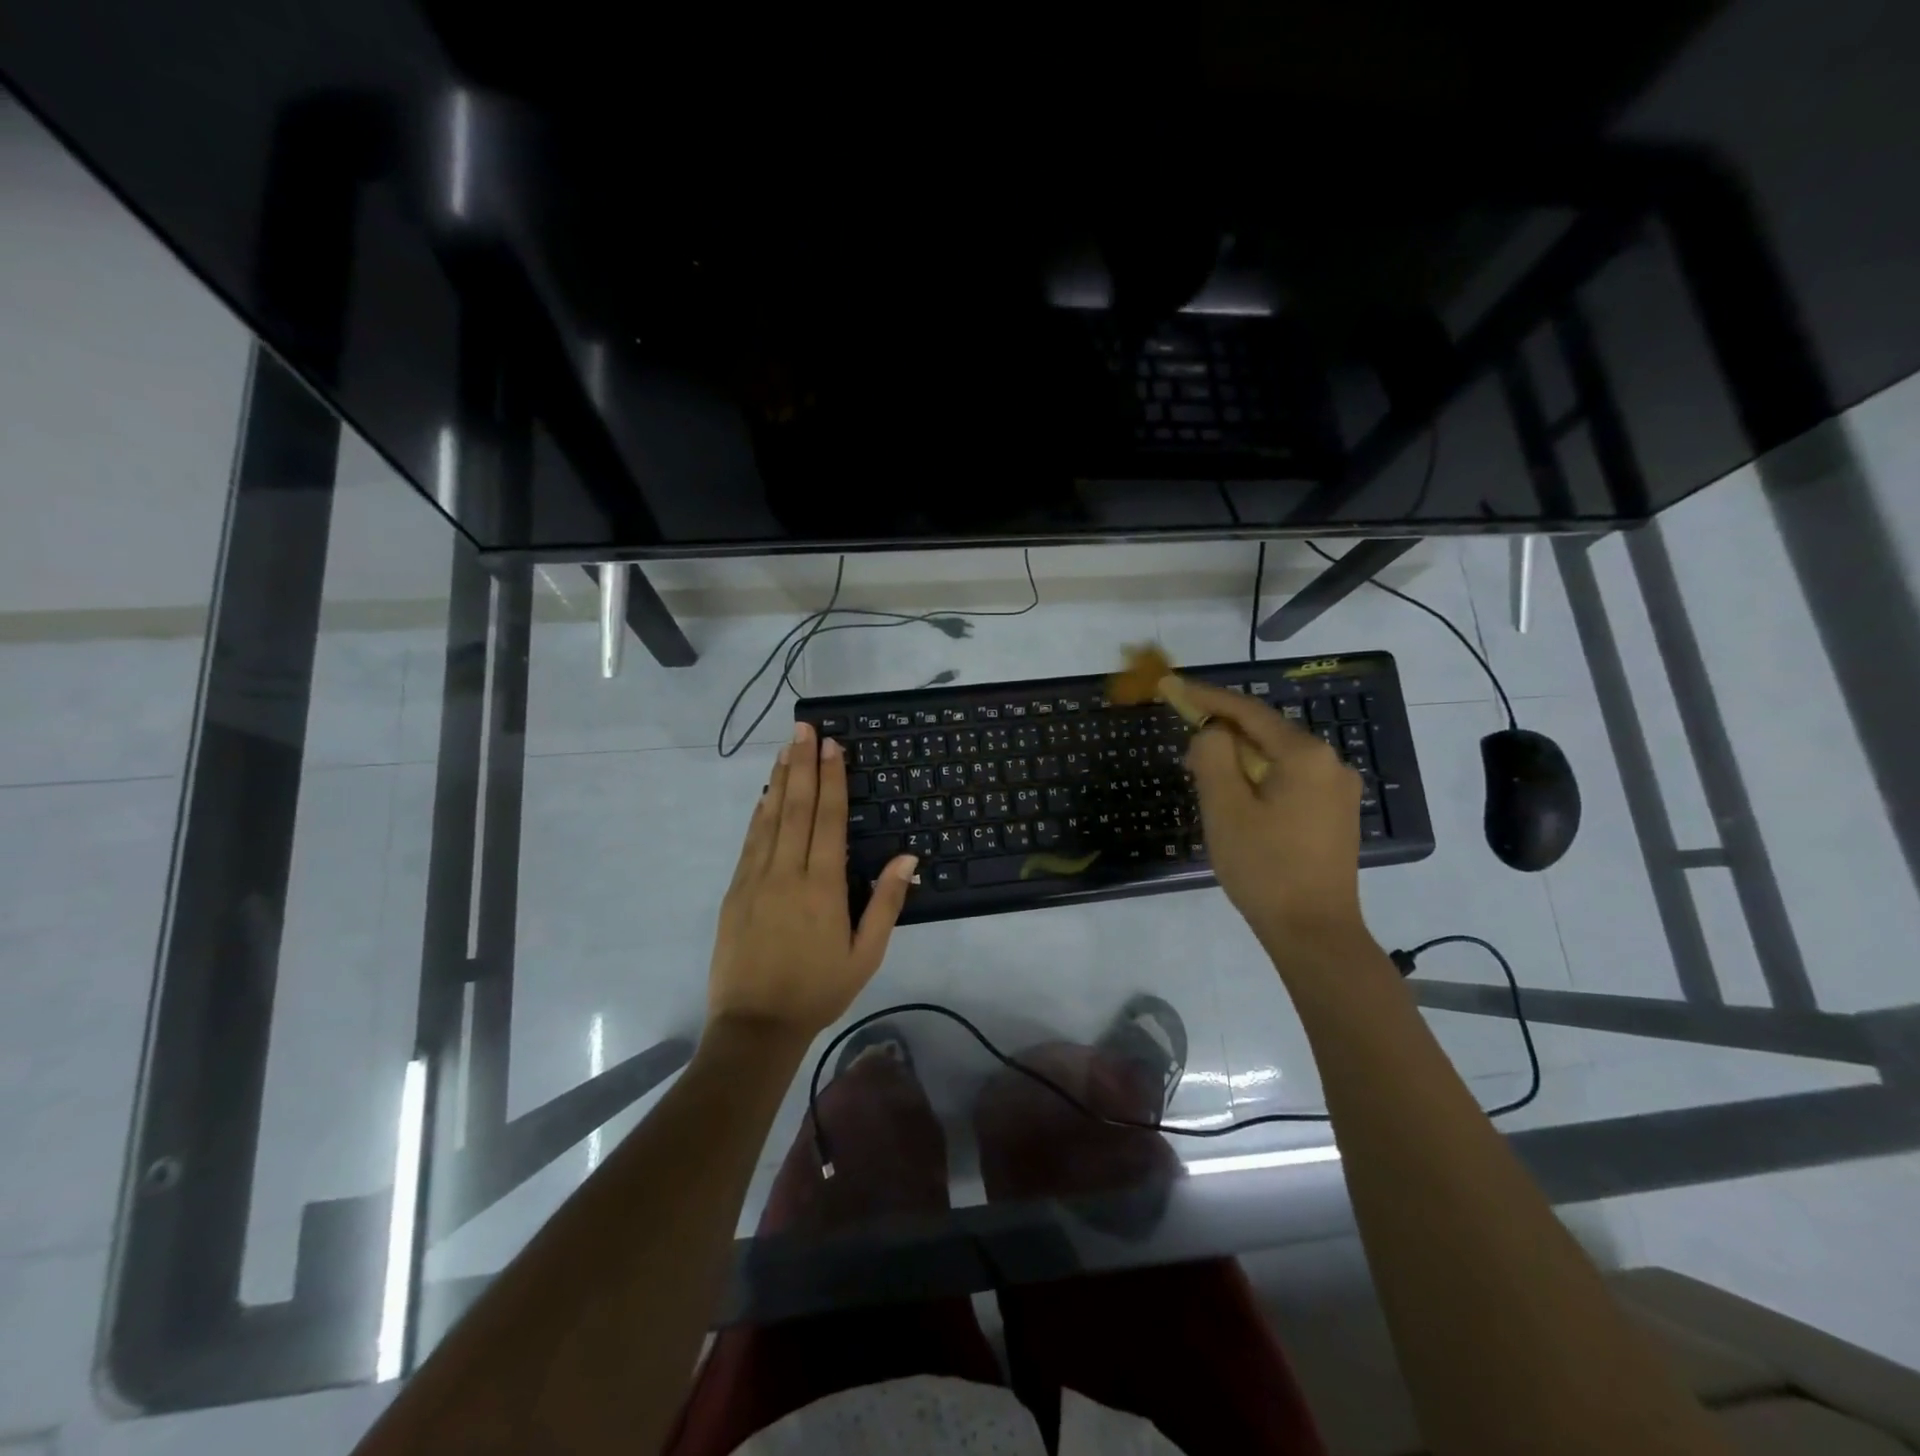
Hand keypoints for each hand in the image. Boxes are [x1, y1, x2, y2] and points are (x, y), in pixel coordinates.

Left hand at [708, 721, 917, 1041]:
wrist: (755, 1026)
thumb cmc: (818, 990)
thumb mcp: (865, 955)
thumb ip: (885, 903)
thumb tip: (907, 857)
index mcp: (823, 886)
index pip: (829, 819)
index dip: (832, 779)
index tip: (832, 745)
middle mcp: (787, 872)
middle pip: (797, 808)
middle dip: (803, 765)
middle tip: (804, 728)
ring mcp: (755, 879)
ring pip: (769, 818)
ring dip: (780, 781)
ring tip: (786, 748)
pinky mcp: (735, 891)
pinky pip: (750, 841)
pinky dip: (759, 813)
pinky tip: (765, 795)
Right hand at [1183, 681, 1371, 966]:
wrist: (1314, 932)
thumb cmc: (1264, 868)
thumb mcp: (1225, 809)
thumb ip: (1213, 757)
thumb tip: (1212, 731)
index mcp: (1305, 755)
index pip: (1248, 711)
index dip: (1207, 697)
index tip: (1173, 687)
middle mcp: (1330, 762)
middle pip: (1264, 733)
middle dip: (1222, 736)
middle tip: (1185, 751)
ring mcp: (1337, 789)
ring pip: (1276, 758)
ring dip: (1238, 761)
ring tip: (1205, 781)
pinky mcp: (1335, 813)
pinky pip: (1289, 780)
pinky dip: (1258, 780)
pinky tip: (1238, 801)